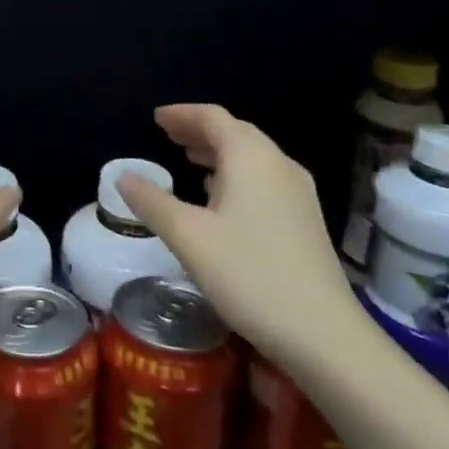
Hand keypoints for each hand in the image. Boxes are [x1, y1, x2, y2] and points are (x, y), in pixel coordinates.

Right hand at [118, 103, 355, 353]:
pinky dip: (236, 174)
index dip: (182, 114)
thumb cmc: (250, 275)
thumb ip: (153, 202)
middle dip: (199, 130)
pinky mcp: (306, 220)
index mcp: (250, 157)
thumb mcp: (189, 238)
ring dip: (218, 152)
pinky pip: (264, 178)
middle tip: (168, 136)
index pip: (212, 117)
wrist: (324, 334)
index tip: (156, 119)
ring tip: (189, 160)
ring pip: (252, 156)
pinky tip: (222, 198)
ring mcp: (298, 192)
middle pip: (235, 132)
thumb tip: (124, 177)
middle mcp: (278, 164)